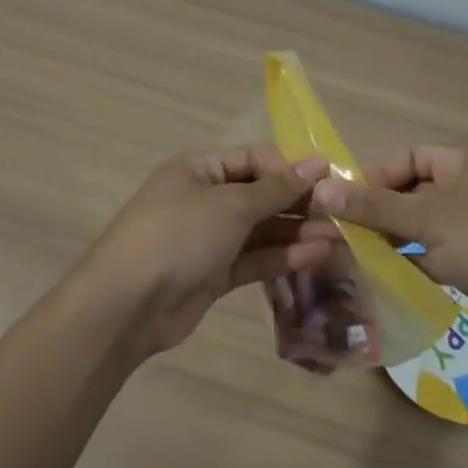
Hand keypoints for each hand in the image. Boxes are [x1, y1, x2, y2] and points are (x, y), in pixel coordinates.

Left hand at [80, 147, 333, 355]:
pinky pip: (253, 258)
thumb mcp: (230, 205)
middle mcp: (204, 199)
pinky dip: (282, 257)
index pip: (254, 160)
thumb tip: (317, 164)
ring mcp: (208, 239)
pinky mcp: (213, 274)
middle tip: (342, 214)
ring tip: (340, 238)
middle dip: (299, 204)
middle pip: (260, 195)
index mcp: (199, 169)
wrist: (125, 306)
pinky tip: (316, 256)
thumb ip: (276, 188)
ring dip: (297, 233)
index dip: (291, 168)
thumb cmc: (178, 236)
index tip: (330, 180)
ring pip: (260, 230)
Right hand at [306, 142, 467, 340]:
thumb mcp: (428, 219)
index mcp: (463, 160)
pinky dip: (419, 262)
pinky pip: (442, 252)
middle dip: (383, 213)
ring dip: (398, 240)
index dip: (375, 178)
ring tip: (361, 259)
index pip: (407, 158)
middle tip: (347, 237)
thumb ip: (374, 206)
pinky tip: (392, 278)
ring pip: (426, 225)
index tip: (345, 206)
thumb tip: (321, 189)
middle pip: (414, 192)